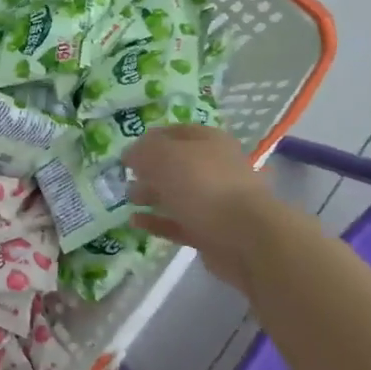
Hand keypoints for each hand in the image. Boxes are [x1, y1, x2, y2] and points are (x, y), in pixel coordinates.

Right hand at [127, 126, 291, 292]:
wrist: (245, 237)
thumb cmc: (203, 185)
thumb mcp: (164, 156)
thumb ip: (143, 151)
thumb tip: (131, 154)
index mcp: (209, 141)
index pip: (175, 132)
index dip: (150, 139)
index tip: (127, 153)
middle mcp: (215, 167)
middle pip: (177, 164)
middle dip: (149, 170)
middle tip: (125, 178)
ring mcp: (215, 201)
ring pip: (177, 194)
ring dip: (152, 195)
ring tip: (128, 199)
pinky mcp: (211, 231)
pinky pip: (178, 222)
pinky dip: (157, 222)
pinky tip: (135, 222)